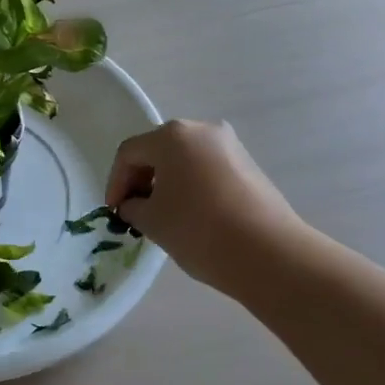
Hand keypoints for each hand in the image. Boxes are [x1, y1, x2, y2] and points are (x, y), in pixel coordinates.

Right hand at [105, 120, 308, 291]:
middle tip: (134, 211)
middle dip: (141, 180)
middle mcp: (202, 130)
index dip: (116, 182)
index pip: (130, 153)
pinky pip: (207, 169)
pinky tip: (191, 215)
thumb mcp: (152, 221)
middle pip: (158, 150)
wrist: (270, 254)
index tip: (114, 212)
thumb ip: (133, 207)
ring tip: (162, 216)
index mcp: (172, 136)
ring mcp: (230, 146)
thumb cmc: (199, 230)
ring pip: (184, 159)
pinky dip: (191, 186)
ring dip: (166, 183)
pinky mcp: (249, 166)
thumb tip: (135, 204)